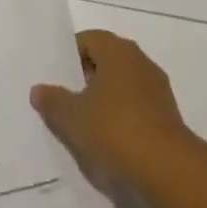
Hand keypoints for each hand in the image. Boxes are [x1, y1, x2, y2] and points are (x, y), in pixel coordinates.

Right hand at [29, 29, 190, 180]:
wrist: (166, 167)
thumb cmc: (114, 129)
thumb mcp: (72, 117)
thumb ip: (53, 101)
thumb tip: (39, 90)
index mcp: (117, 50)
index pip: (88, 40)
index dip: (69, 57)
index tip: (54, 78)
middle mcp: (139, 60)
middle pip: (106, 61)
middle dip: (85, 79)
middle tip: (64, 101)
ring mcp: (156, 87)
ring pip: (121, 85)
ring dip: (104, 99)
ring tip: (84, 125)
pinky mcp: (167, 114)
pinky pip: (136, 106)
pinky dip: (121, 116)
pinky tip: (109, 140)